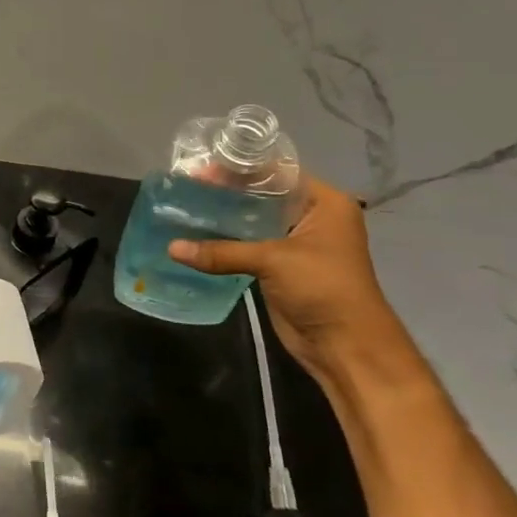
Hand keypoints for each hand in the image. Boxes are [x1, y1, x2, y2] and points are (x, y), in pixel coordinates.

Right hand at [167, 176, 422, 388]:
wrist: (346, 347)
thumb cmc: (323, 288)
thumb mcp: (273, 261)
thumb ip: (221, 251)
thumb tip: (171, 248)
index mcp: (323, 203)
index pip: (276, 172)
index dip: (239, 169)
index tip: (201, 169)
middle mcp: (311, 216)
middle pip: (261, 194)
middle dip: (225, 191)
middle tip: (185, 186)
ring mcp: (294, 242)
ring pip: (251, 220)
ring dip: (222, 216)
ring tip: (183, 207)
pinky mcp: (279, 265)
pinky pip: (246, 244)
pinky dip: (223, 240)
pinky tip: (193, 235)